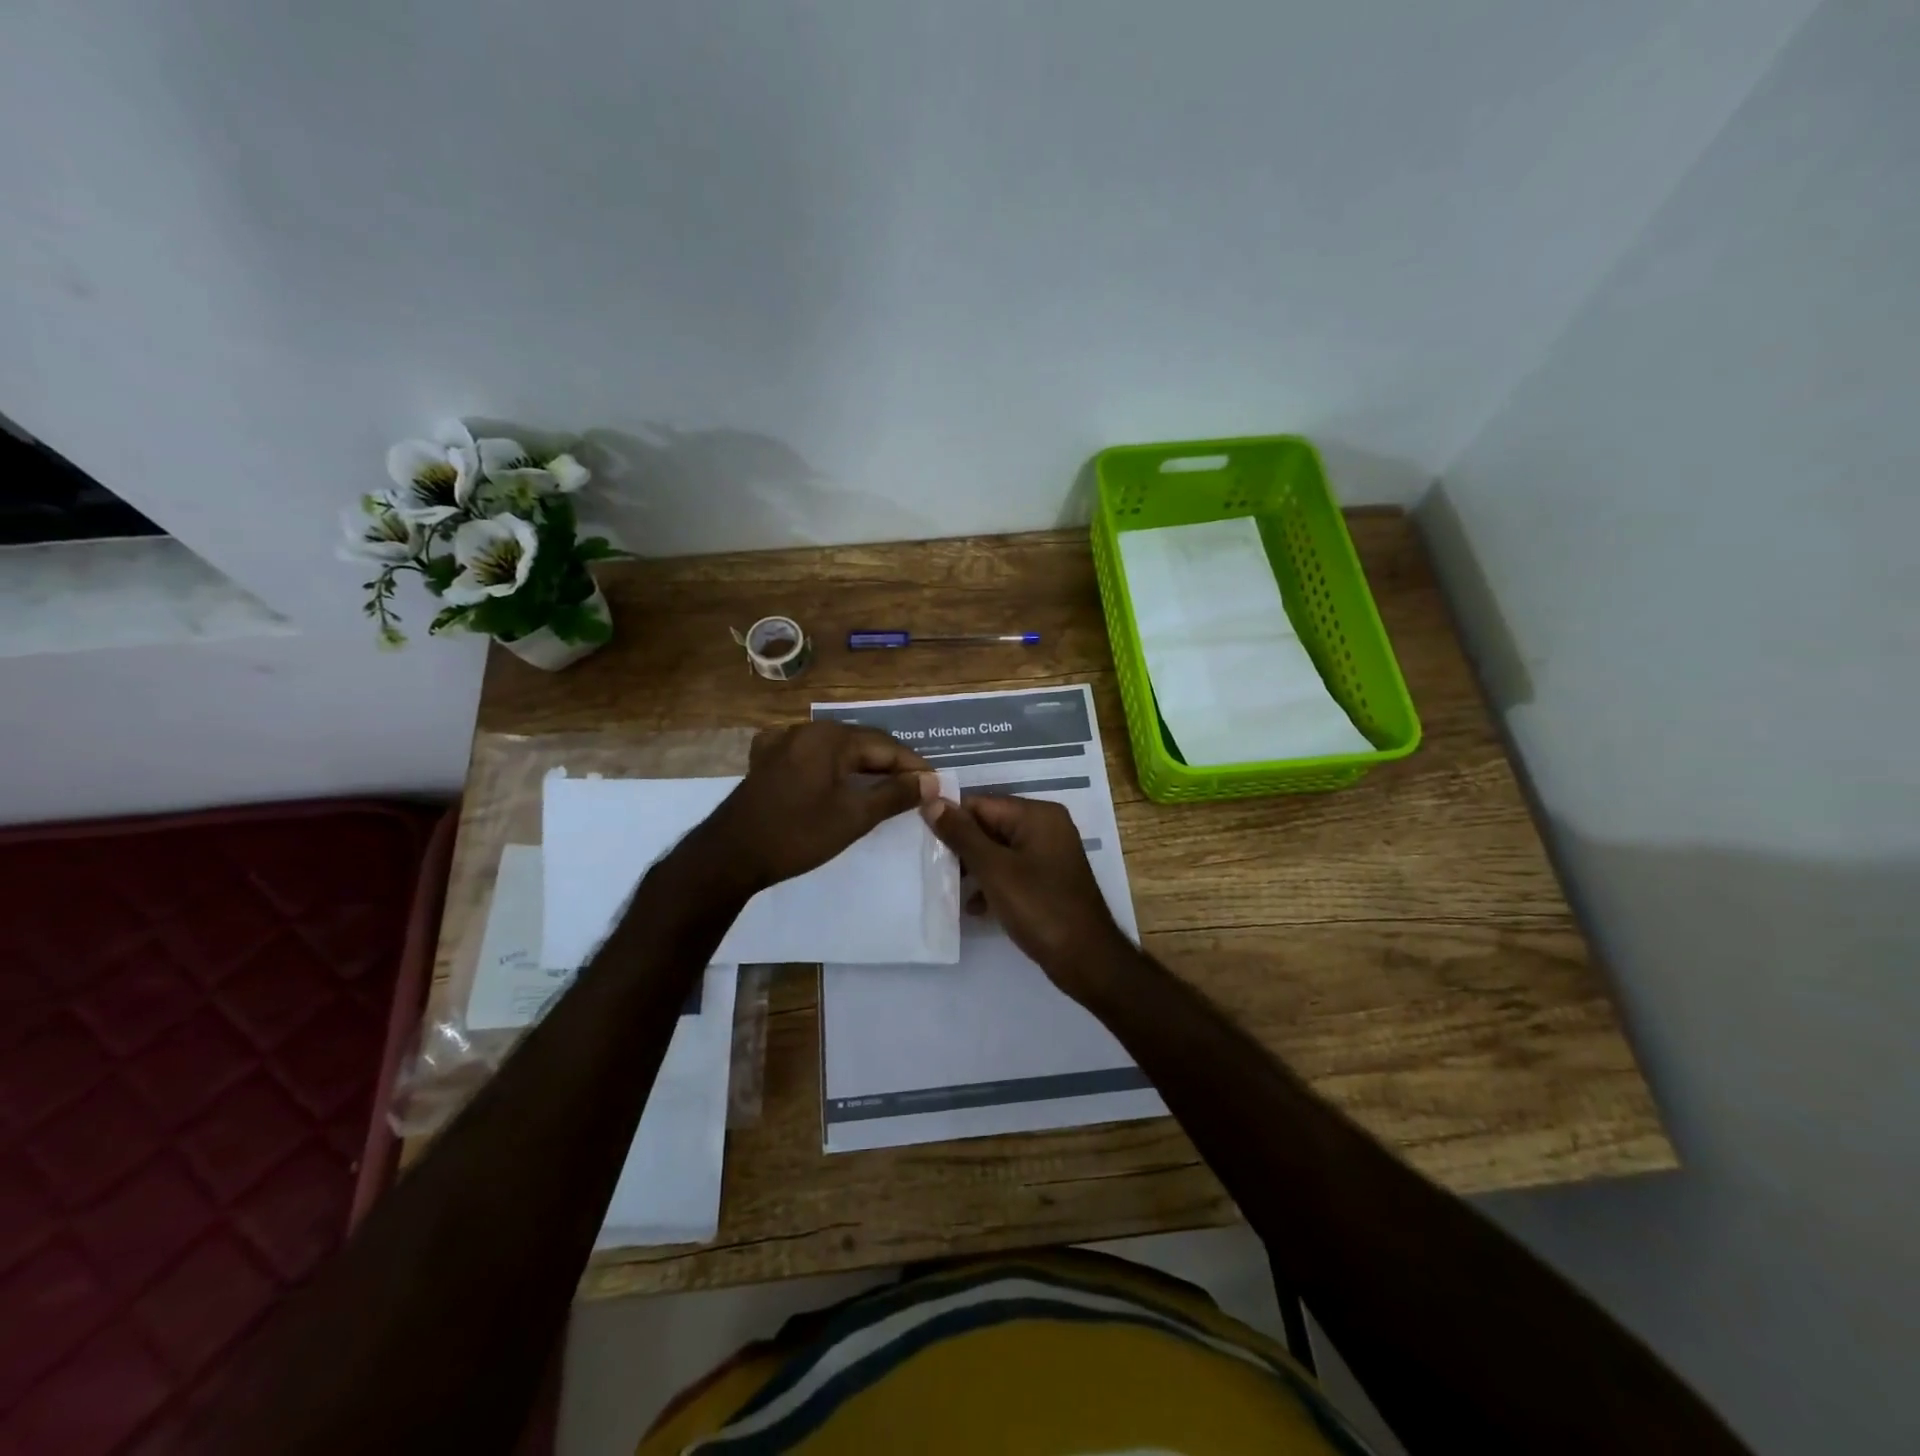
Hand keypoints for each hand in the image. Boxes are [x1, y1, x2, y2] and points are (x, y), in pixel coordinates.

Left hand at [695, 722, 936, 892]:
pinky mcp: (766, 761)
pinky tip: (834, 776)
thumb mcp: (853, 816)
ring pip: (835, 749)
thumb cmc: (797, 834)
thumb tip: (930, 782)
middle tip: (916, 788)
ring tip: (885, 785)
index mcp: (830, 737)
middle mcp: (806, 730)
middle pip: (861, 742)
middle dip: (890, 764)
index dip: (914, 766)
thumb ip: (894, 795)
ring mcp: (782, 743)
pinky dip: (830, 766)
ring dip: (862, 765)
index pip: (886, 746)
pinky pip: (810, 755)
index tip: (935, 786)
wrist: (729, 856)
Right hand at [920, 794, 1133, 996]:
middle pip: (990, 825)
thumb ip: (961, 835)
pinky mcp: (1048, 880)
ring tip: (947, 887)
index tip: (922, 842)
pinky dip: (992, 884)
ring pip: (999, 851)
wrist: (1086, 959)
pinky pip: (1012, 871)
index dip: (951, 820)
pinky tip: (973, 907)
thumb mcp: (994, 870)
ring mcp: (1049, 854)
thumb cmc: (1039, 908)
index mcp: (1037, 815)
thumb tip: (932, 801)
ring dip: (974, 868)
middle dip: (962, 846)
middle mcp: (1046, 826)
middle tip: (931, 867)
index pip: (981, 804)